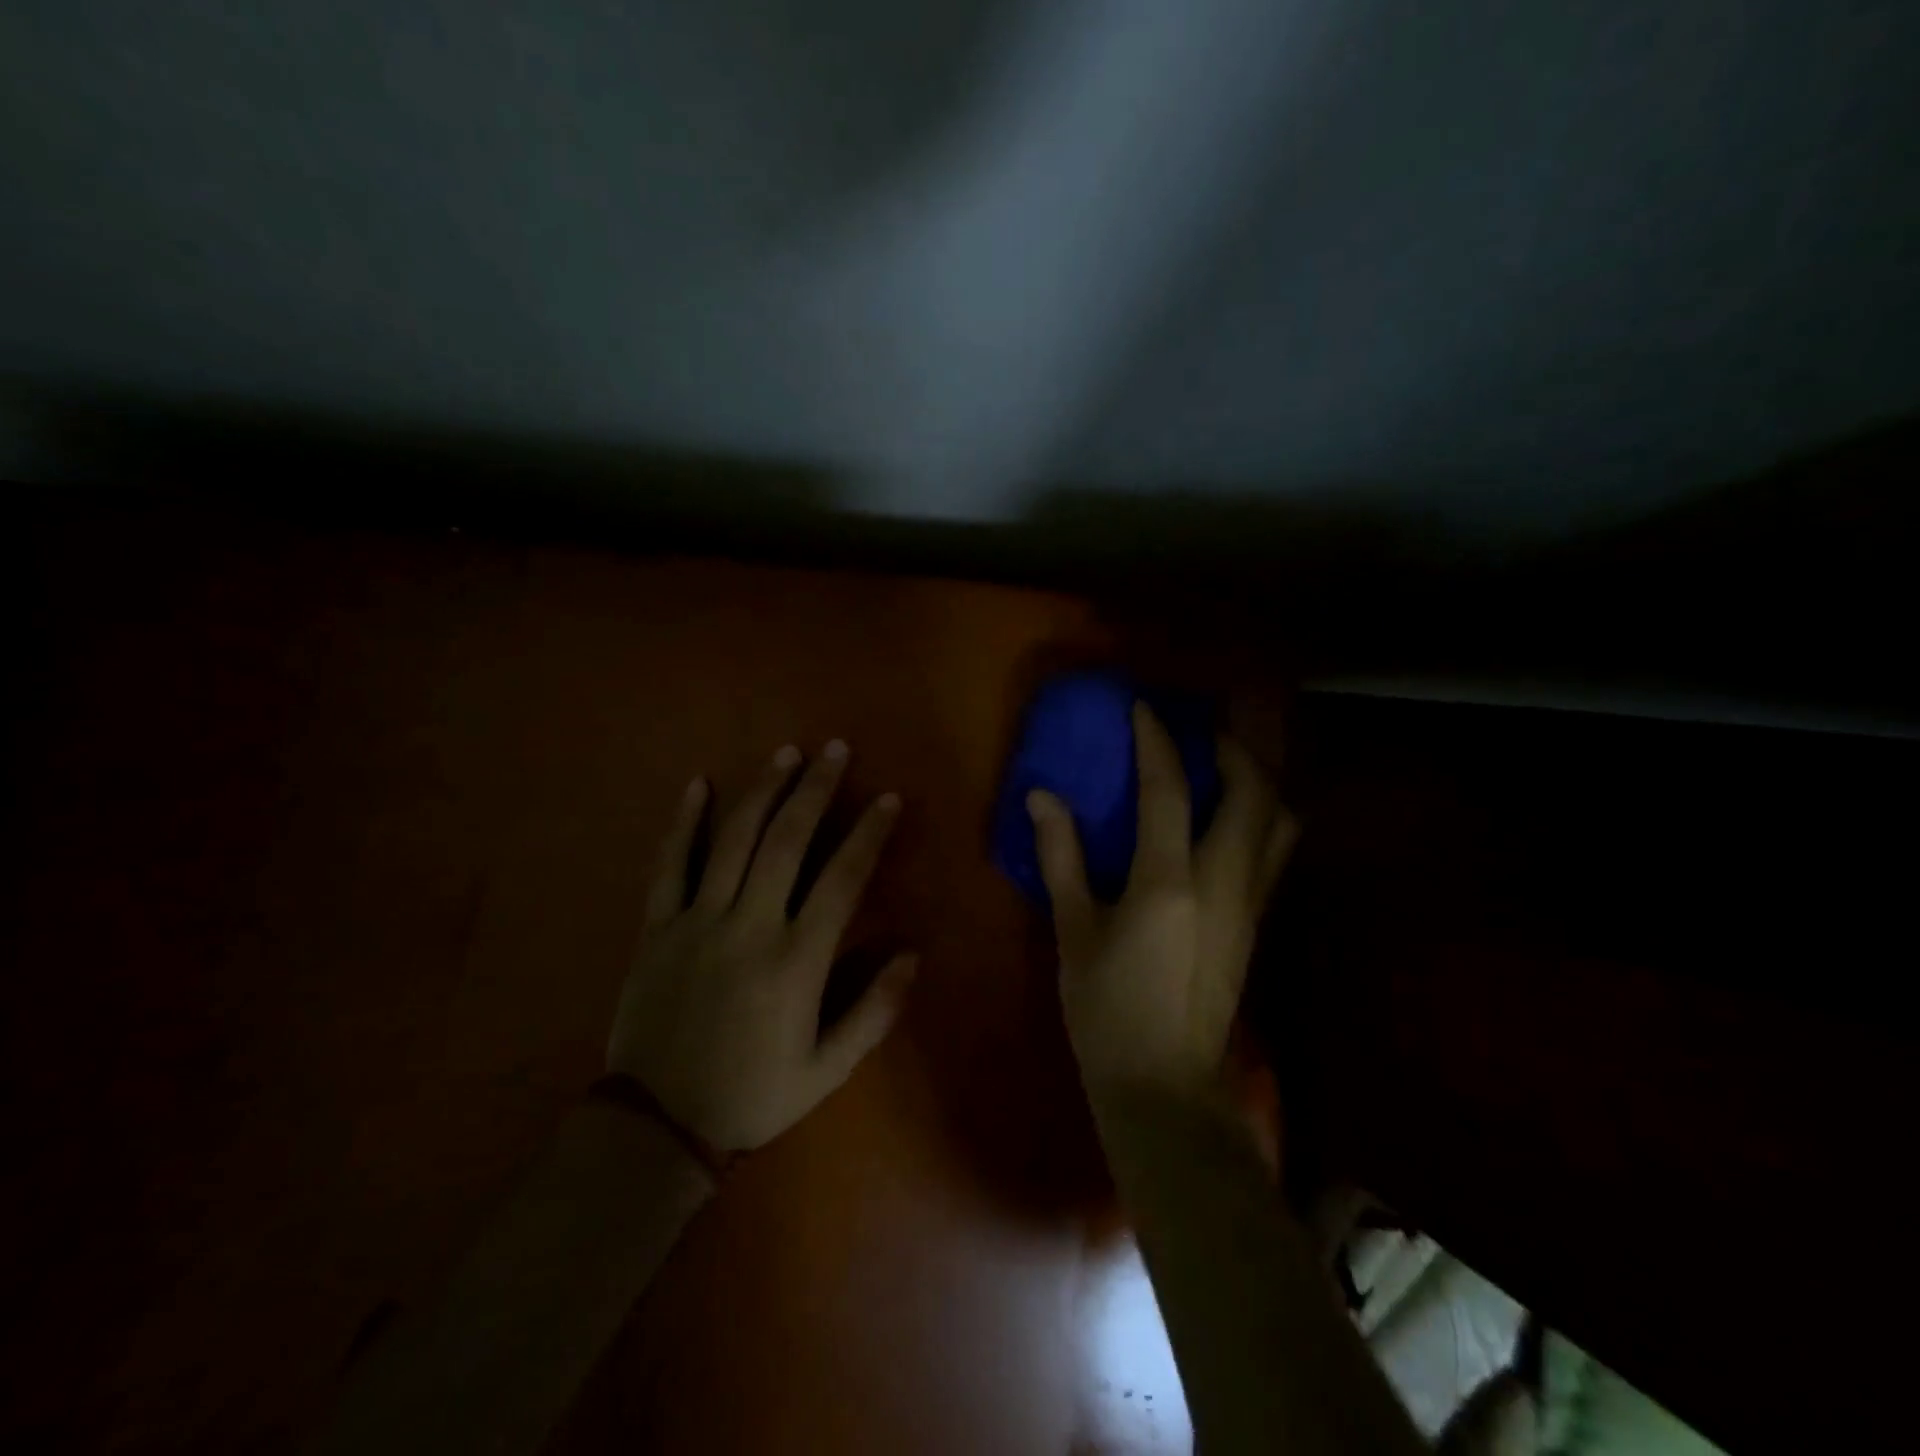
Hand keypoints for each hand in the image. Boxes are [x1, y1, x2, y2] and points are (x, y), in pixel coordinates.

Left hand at [607, 740, 914, 1151]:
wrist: (656, 1126)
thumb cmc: (752, 1096)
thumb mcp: (827, 1070)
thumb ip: (874, 1011)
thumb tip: (911, 954)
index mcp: (796, 960)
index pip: (842, 878)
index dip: (868, 833)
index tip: (886, 798)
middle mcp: (749, 926)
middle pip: (788, 841)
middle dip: (816, 789)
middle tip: (835, 749)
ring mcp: (697, 921)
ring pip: (734, 840)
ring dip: (763, 791)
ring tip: (786, 754)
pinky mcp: (656, 928)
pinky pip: (669, 865)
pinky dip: (684, 823)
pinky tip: (698, 785)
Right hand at [1028, 703, 1296, 1105]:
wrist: (1164, 1088)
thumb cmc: (1106, 1011)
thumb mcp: (1073, 933)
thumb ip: (1062, 858)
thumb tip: (1042, 797)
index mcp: (1169, 883)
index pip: (1168, 791)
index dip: (1156, 741)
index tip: (1144, 708)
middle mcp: (1224, 883)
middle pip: (1253, 794)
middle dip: (1233, 750)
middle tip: (1199, 735)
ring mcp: (1250, 905)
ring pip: (1280, 823)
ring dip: (1260, 782)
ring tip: (1224, 769)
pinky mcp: (1258, 925)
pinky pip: (1275, 852)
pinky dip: (1263, 817)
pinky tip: (1229, 821)